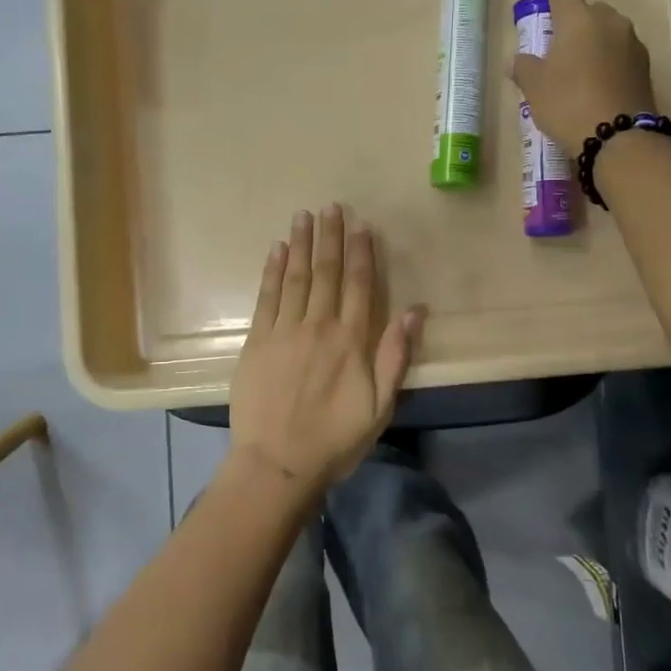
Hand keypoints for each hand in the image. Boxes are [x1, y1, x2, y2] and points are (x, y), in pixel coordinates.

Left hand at [228, 204, 425, 497]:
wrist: (276, 463)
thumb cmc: (334, 440)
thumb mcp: (379, 407)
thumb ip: (395, 356)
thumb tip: (413, 311)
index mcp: (350, 341)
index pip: (357, 285)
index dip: (360, 253)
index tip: (360, 225)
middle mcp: (317, 326)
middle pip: (325, 272)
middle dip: (329, 237)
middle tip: (331, 206)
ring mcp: (283, 331)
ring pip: (295, 277)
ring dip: (300, 244)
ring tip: (304, 216)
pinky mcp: (257, 342)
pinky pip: (266, 297)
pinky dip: (272, 271)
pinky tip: (276, 250)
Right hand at [509, 0, 656, 147]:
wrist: (618, 138)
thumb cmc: (567, 103)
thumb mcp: (534, 88)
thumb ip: (524, 68)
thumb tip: (517, 60)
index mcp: (579, 19)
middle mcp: (609, 22)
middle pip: (589, 10)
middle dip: (574, 20)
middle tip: (558, 42)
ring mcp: (632, 44)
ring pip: (607, 32)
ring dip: (593, 42)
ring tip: (577, 67)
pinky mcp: (644, 67)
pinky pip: (620, 54)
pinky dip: (607, 60)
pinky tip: (596, 82)